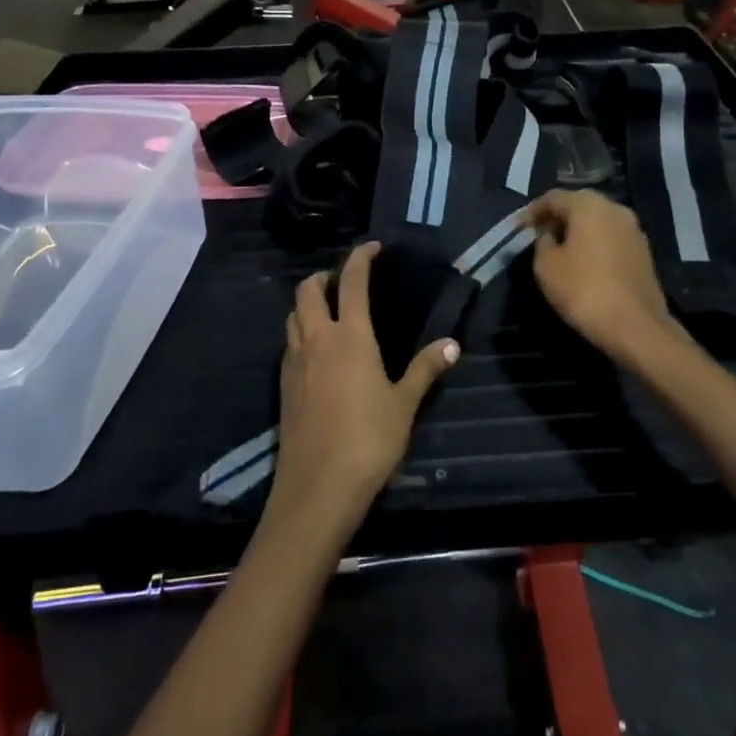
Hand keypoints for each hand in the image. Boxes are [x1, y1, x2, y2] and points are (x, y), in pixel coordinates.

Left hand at [274, 243, 458, 522]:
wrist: (318, 487)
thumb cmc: (369, 440)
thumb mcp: (404, 404)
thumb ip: (425, 369)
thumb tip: (451, 344)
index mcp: (350, 336)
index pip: (352, 282)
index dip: (360, 258)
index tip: (372, 248)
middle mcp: (317, 339)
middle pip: (308, 290)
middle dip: (325, 276)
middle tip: (345, 281)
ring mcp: (295, 362)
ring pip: (293, 316)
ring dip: (308, 303)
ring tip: (330, 310)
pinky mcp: (284, 385)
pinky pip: (289, 343)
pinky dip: (301, 331)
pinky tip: (318, 351)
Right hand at [521, 190, 679, 365]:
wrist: (635, 326)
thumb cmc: (584, 291)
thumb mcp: (546, 266)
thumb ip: (542, 242)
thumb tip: (549, 235)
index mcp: (588, 205)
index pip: (553, 197)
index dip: (532, 212)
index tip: (518, 229)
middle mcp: (614, 208)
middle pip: (578, 204)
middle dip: (556, 218)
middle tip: (538, 236)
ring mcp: (633, 229)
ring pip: (597, 221)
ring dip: (576, 230)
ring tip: (559, 250)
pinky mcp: (643, 250)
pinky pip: (610, 237)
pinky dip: (594, 243)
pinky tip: (584, 262)